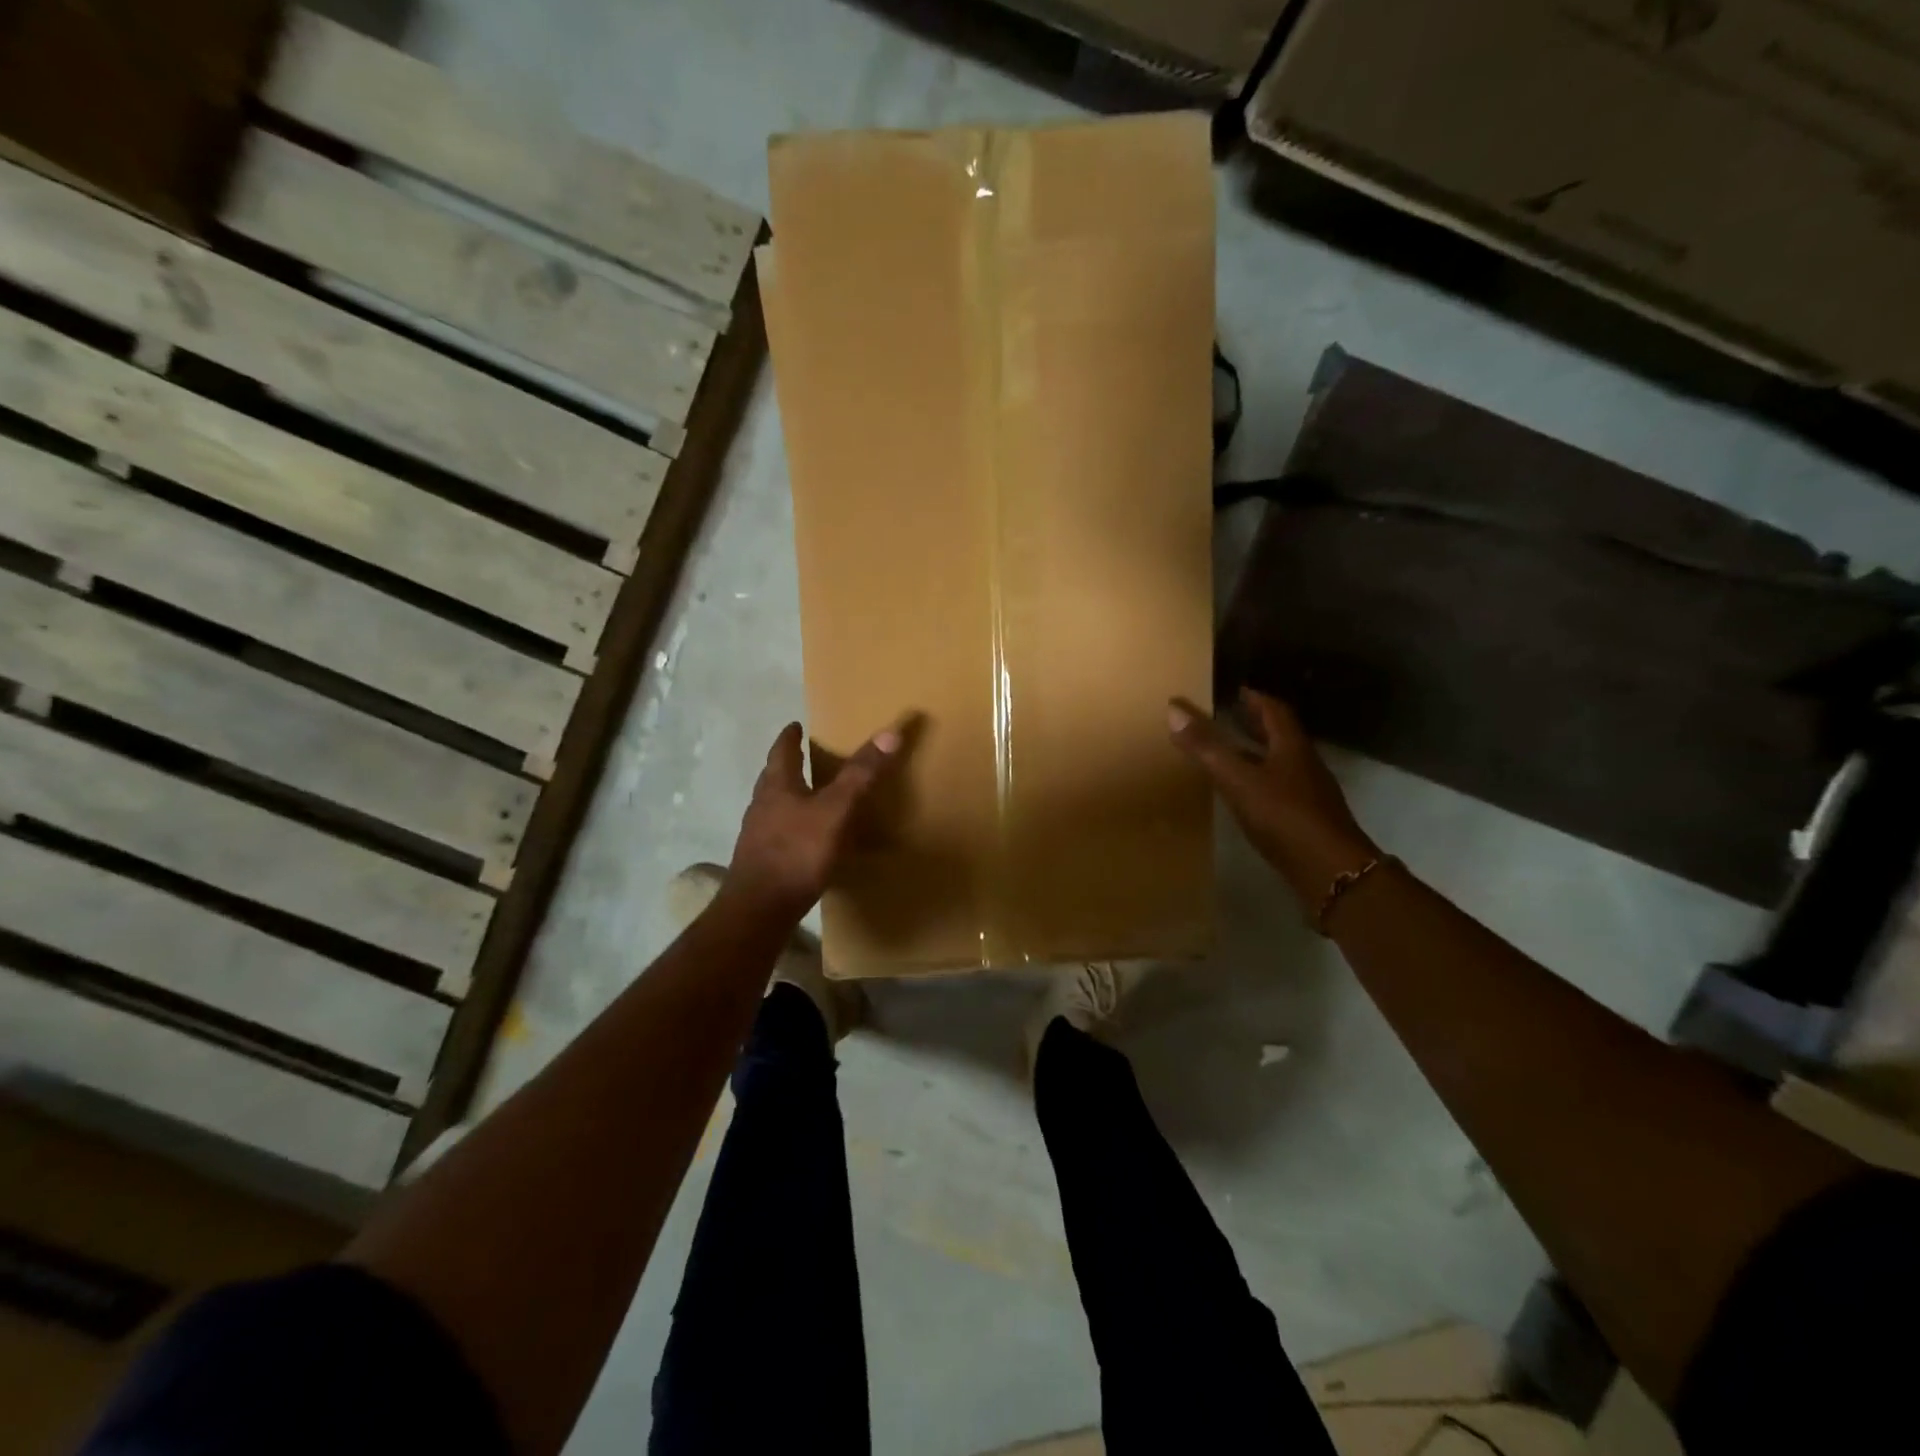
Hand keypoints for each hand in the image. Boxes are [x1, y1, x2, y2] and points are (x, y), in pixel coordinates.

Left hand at [724, 718, 908, 921]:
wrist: (759, 909)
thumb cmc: (797, 852)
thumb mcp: (836, 810)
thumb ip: (860, 775)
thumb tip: (890, 732)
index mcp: (777, 786)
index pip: (782, 751)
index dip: (790, 737)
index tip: (795, 725)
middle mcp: (762, 806)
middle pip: (774, 778)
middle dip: (788, 765)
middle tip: (804, 757)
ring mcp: (758, 836)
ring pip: (774, 806)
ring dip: (789, 797)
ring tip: (809, 796)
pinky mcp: (761, 862)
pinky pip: (778, 834)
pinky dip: (793, 827)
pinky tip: (807, 840)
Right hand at [1169, 689, 1378, 908]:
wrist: (1330, 871)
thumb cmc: (1284, 816)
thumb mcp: (1238, 779)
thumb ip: (1206, 747)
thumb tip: (1173, 709)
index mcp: (1291, 747)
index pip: (1275, 711)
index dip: (1256, 699)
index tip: (1237, 692)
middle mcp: (1305, 765)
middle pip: (1280, 736)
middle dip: (1257, 724)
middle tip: (1231, 716)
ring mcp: (1310, 794)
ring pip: (1281, 764)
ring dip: (1258, 754)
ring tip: (1231, 754)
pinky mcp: (1307, 820)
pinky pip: (1281, 790)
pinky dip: (1261, 782)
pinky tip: (1246, 795)